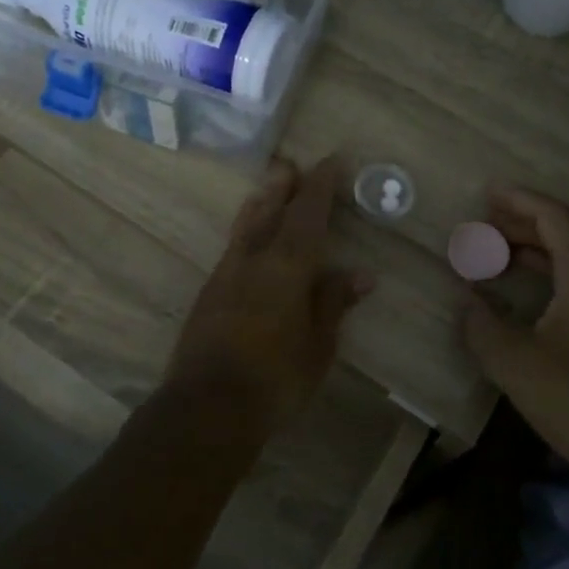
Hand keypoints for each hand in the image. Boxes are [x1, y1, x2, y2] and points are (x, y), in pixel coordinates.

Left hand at [162, 156, 373, 429]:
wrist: (207, 407)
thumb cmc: (276, 378)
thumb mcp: (318, 344)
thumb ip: (333, 303)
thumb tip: (361, 273)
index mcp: (287, 266)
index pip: (307, 214)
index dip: (320, 186)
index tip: (331, 161)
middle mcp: (253, 260)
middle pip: (268, 210)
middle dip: (282, 186)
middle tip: (290, 163)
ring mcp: (225, 275)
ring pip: (245, 226)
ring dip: (259, 203)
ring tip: (268, 188)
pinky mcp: (209, 294)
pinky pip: (233, 248)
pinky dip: (247, 232)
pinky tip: (249, 240)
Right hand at [463, 186, 568, 482]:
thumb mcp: (514, 360)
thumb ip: (481, 324)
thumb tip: (465, 301)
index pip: (554, 217)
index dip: (520, 200)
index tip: (487, 192)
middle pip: (566, 232)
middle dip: (522, 222)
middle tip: (481, 224)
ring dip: (533, 248)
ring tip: (493, 251)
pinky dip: (545, 272)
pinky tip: (520, 289)